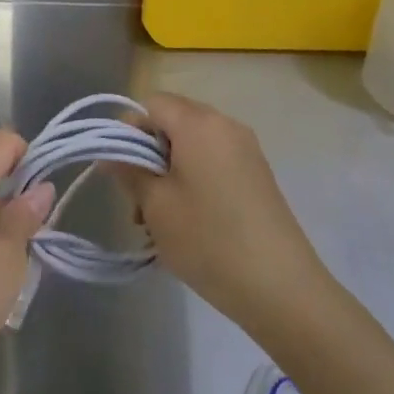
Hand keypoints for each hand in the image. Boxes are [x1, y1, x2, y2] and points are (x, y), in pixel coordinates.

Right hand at [118, 93, 331, 340]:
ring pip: (192, 146)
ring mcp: (246, 150)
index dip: (129, 130)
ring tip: (160, 221)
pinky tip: (190, 222)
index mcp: (198, 123)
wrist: (282, 288)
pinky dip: (194, 181)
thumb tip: (111, 154)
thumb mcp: (157, 206)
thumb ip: (129, 171)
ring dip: (170, 172)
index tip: (121, 170)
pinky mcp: (258, 175)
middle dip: (148, 155)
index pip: (151, 104)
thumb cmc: (209, 239)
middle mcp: (225, 125)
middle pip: (173, 122)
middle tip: (138, 201)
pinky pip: (214, 162)